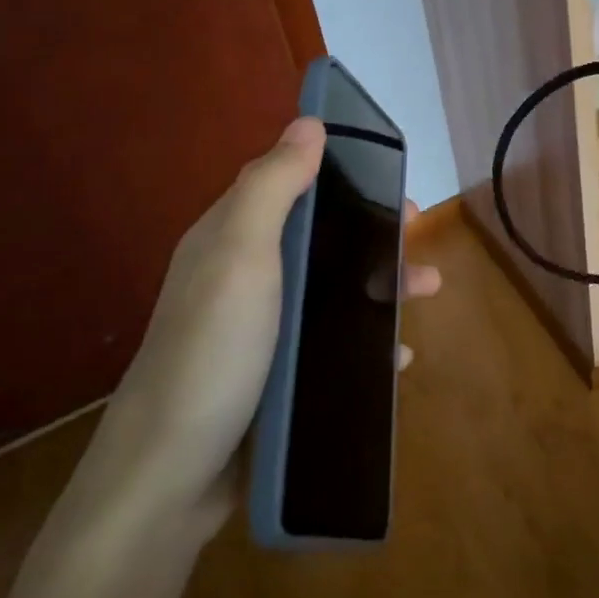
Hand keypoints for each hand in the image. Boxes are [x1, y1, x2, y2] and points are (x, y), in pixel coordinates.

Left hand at [84, 118, 441, 529]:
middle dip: (370, 229)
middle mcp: (244, 278)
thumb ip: (274, 187)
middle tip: (417, 229)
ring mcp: (261, 332)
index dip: (333, 170)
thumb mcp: (241, 255)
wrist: (171, 476)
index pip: (284, 184)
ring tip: (427, 289)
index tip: (386, 170)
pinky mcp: (276, 379)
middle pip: (318, 237)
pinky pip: (333, 344)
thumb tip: (308, 121)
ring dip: (381, 284)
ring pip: (333, 290)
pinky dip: (367, 341)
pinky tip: (399, 355)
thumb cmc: (213, 350)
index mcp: (231, 239)